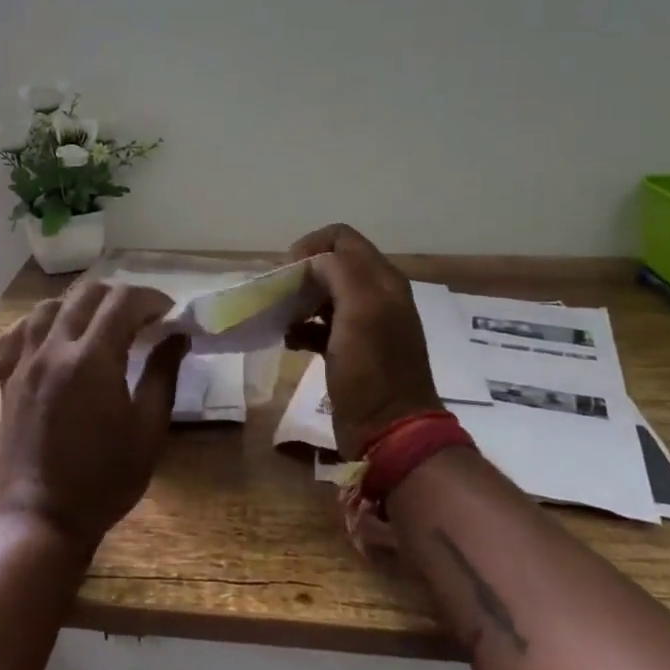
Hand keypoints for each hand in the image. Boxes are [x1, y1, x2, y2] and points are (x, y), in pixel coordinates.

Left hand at [0, 283, 190, 554]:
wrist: (41, 518)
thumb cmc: (104, 480)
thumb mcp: (147, 430)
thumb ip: (163, 375)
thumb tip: (178, 336)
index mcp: (92, 359)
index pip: (123, 301)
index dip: (150, 299)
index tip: (168, 314)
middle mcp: (54, 349)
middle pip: (86, 294)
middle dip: (119, 296)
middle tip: (141, 318)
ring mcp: (25, 362)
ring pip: (49, 306)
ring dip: (80, 305)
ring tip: (99, 324)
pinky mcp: (7, 379)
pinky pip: (17, 333)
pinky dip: (39, 324)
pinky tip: (53, 338)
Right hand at [285, 224, 437, 458]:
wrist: (390, 431)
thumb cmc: (373, 370)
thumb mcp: (360, 312)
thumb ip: (338, 273)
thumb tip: (310, 263)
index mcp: (382, 280)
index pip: (341, 238)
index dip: (310, 246)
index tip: (286, 271)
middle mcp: (376, 296)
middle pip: (331, 264)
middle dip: (301, 273)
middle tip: (279, 294)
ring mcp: (364, 324)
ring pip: (323, 294)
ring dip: (299, 299)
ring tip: (280, 317)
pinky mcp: (350, 350)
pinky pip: (320, 325)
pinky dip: (302, 327)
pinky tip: (288, 340)